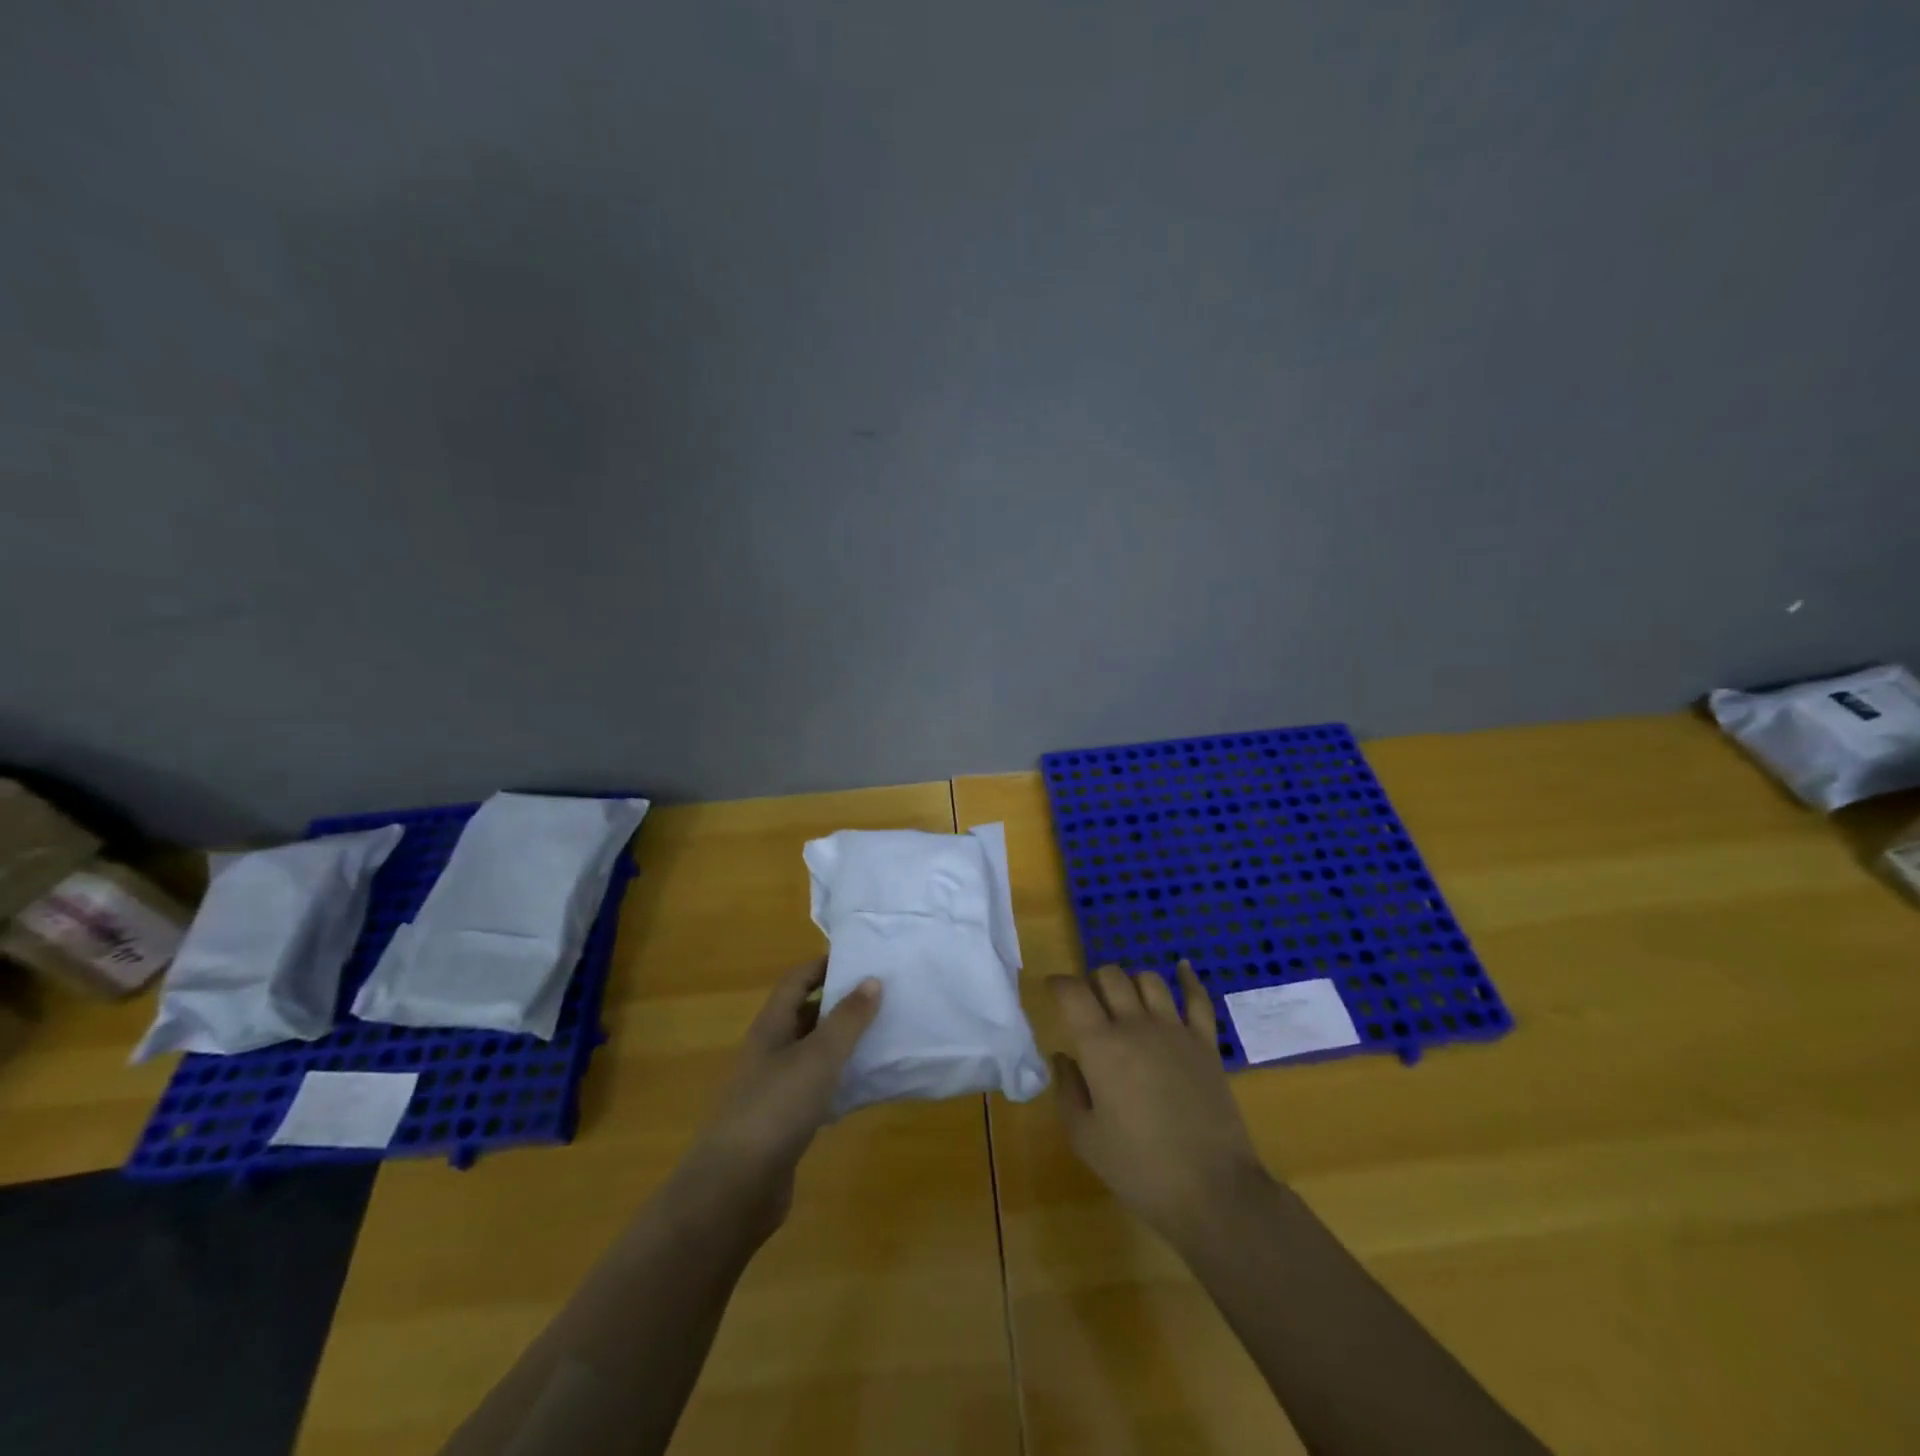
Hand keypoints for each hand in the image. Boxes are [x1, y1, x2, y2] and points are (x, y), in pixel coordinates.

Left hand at [682, 957, 881, 1232]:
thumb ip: (847, 1019)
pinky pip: (816, 1089)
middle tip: (882, 997)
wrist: (734, 1189)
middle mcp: (769, 1052)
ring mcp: (774, 1089)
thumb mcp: (818, 1057)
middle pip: (805, 1015)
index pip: (796, 981)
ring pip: (813, 1053)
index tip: (863, 959)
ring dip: (843, 1043)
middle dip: (840, 1004)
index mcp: (771, 1027)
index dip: (825, 965)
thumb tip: (872, 980)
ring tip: (883, 1035)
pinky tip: (867, 1086)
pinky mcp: (783, 1123)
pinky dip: (840, 1082)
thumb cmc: (776, 1109)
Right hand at [1049, 961, 1271, 1247]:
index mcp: (1101, 1045)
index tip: (1051, 990)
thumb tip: (1063, 1056)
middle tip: (1087, 1002)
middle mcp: (1136, 1025)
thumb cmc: (1138, 1168)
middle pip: (1110, 976)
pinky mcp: (1206, 1043)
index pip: (1073, 992)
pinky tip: (1181, 968)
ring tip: (1125, 998)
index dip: (1058, 984)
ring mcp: (1175, 1030)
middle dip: (1093, 981)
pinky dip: (1188, 979)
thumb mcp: (1085, 1137)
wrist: (1211, 1190)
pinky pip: (1197, 998)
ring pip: (1148, 980)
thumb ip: (1068, 1090)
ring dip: (1131, 982)